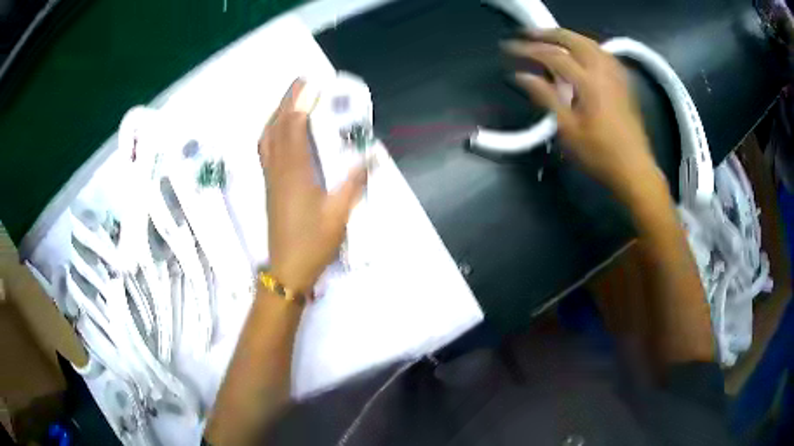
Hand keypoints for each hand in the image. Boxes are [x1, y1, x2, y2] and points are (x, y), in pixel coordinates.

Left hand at [258, 79, 366, 293]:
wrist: (287, 270)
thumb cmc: (313, 242)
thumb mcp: (339, 214)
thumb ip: (354, 183)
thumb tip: (373, 156)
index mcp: (295, 172)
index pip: (292, 128)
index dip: (298, 103)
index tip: (308, 84)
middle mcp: (279, 170)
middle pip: (276, 128)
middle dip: (285, 102)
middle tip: (298, 84)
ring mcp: (271, 179)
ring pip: (267, 139)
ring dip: (275, 116)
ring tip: (289, 103)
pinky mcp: (270, 188)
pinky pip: (266, 152)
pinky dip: (272, 134)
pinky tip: (280, 134)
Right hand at [504, 28, 664, 201]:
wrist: (635, 169)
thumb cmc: (600, 155)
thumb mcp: (568, 130)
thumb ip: (545, 97)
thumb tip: (522, 76)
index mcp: (589, 83)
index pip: (553, 56)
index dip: (528, 49)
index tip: (509, 48)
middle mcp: (603, 71)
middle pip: (573, 40)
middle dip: (548, 34)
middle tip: (528, 34)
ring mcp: (616, 75)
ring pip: (590, 43)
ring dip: (568, 36)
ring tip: (551, 38)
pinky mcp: (623, 82)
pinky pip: (603, 53)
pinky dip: (587, 46)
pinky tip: (581, 52)